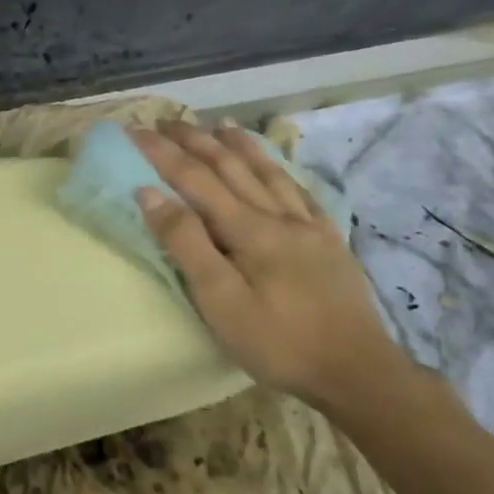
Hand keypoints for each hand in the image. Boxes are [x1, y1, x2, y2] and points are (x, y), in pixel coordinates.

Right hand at [131, 119, 403, 411]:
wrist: (359, 373)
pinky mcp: (330, 241)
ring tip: (219, 125)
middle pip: (231, 166)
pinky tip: (275, 167)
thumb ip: (186, 243)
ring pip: (268, 171)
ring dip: (239, 145)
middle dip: (195, 140)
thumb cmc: (278, 342)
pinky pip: (300, 191)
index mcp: (248, 229)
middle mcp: (278, 215)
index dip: (162, 153)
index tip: (134, 131)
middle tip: (166, 121)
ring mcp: (309, 226)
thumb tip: (150, 193)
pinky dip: (280, 170)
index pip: (195, 178)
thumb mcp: (220, 302)